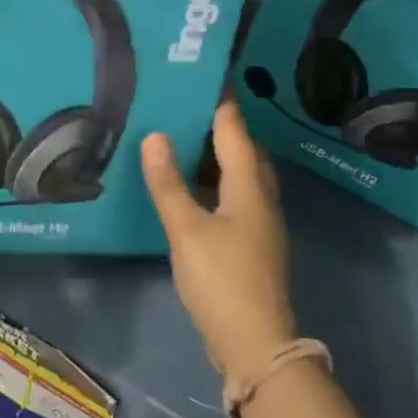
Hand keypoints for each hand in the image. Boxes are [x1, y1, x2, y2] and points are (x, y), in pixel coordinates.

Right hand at [142, 100, 297, 383]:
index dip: (220, 102)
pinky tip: (193, 187)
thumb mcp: (187, 230)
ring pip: (241, 175)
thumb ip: (169, 183)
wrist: (254, 343)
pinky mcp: (252, 243)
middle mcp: (262, 198)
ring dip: (218, 155)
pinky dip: (215, 182)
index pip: (235, 130)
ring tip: (184, 138)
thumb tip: (155, 135)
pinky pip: (235, 196)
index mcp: (250, 187)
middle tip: (186, 104)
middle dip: (220, 125)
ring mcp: (260, 223)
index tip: (201, 74)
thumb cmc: (221, 280)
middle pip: (245, 150)